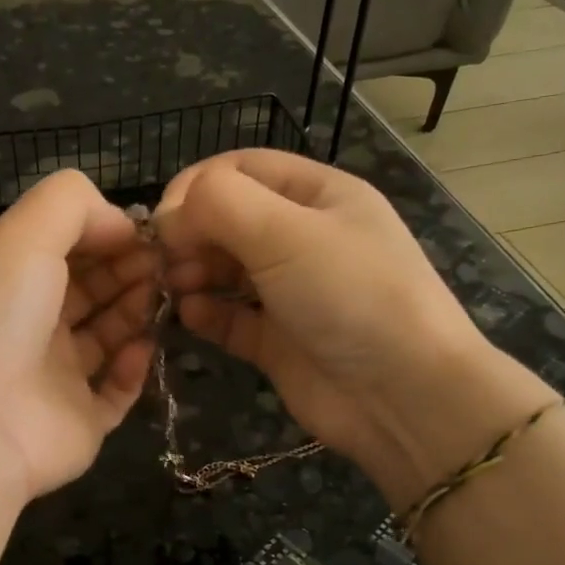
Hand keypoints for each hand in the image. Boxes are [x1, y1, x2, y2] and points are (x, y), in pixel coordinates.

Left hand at [0, 169, 156, 500]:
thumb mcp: (25, 234)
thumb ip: (72, 205)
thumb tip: (120, 223)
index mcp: (7, 283)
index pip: (62, 250)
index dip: (102, 235)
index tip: (143, 231)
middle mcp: (28, 329)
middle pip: (88, 291)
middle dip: (126, 270)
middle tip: (163, 263)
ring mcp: (53, 380)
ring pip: (106, 338)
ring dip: (135, 312)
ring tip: (161, 296)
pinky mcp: (79, 423)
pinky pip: (116, 393)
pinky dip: (134, 368)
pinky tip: (143, 347)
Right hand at [158, 150, 547, 501]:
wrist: (403, 395)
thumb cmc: (350, 295)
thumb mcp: (287, 231)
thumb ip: (220, 204)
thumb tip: (169, 215)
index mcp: (318, 195)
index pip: (242, 170)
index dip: (196, 187)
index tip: (162, 220)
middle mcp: (304, 238)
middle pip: (229, 220)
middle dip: (191, 235)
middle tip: (163, 262)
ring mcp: (291, 293)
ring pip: (226, 270)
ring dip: (193, 273)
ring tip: (174, 288)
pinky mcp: (279, 342)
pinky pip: (232, 318)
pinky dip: (208, 314)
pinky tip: (192, 316)